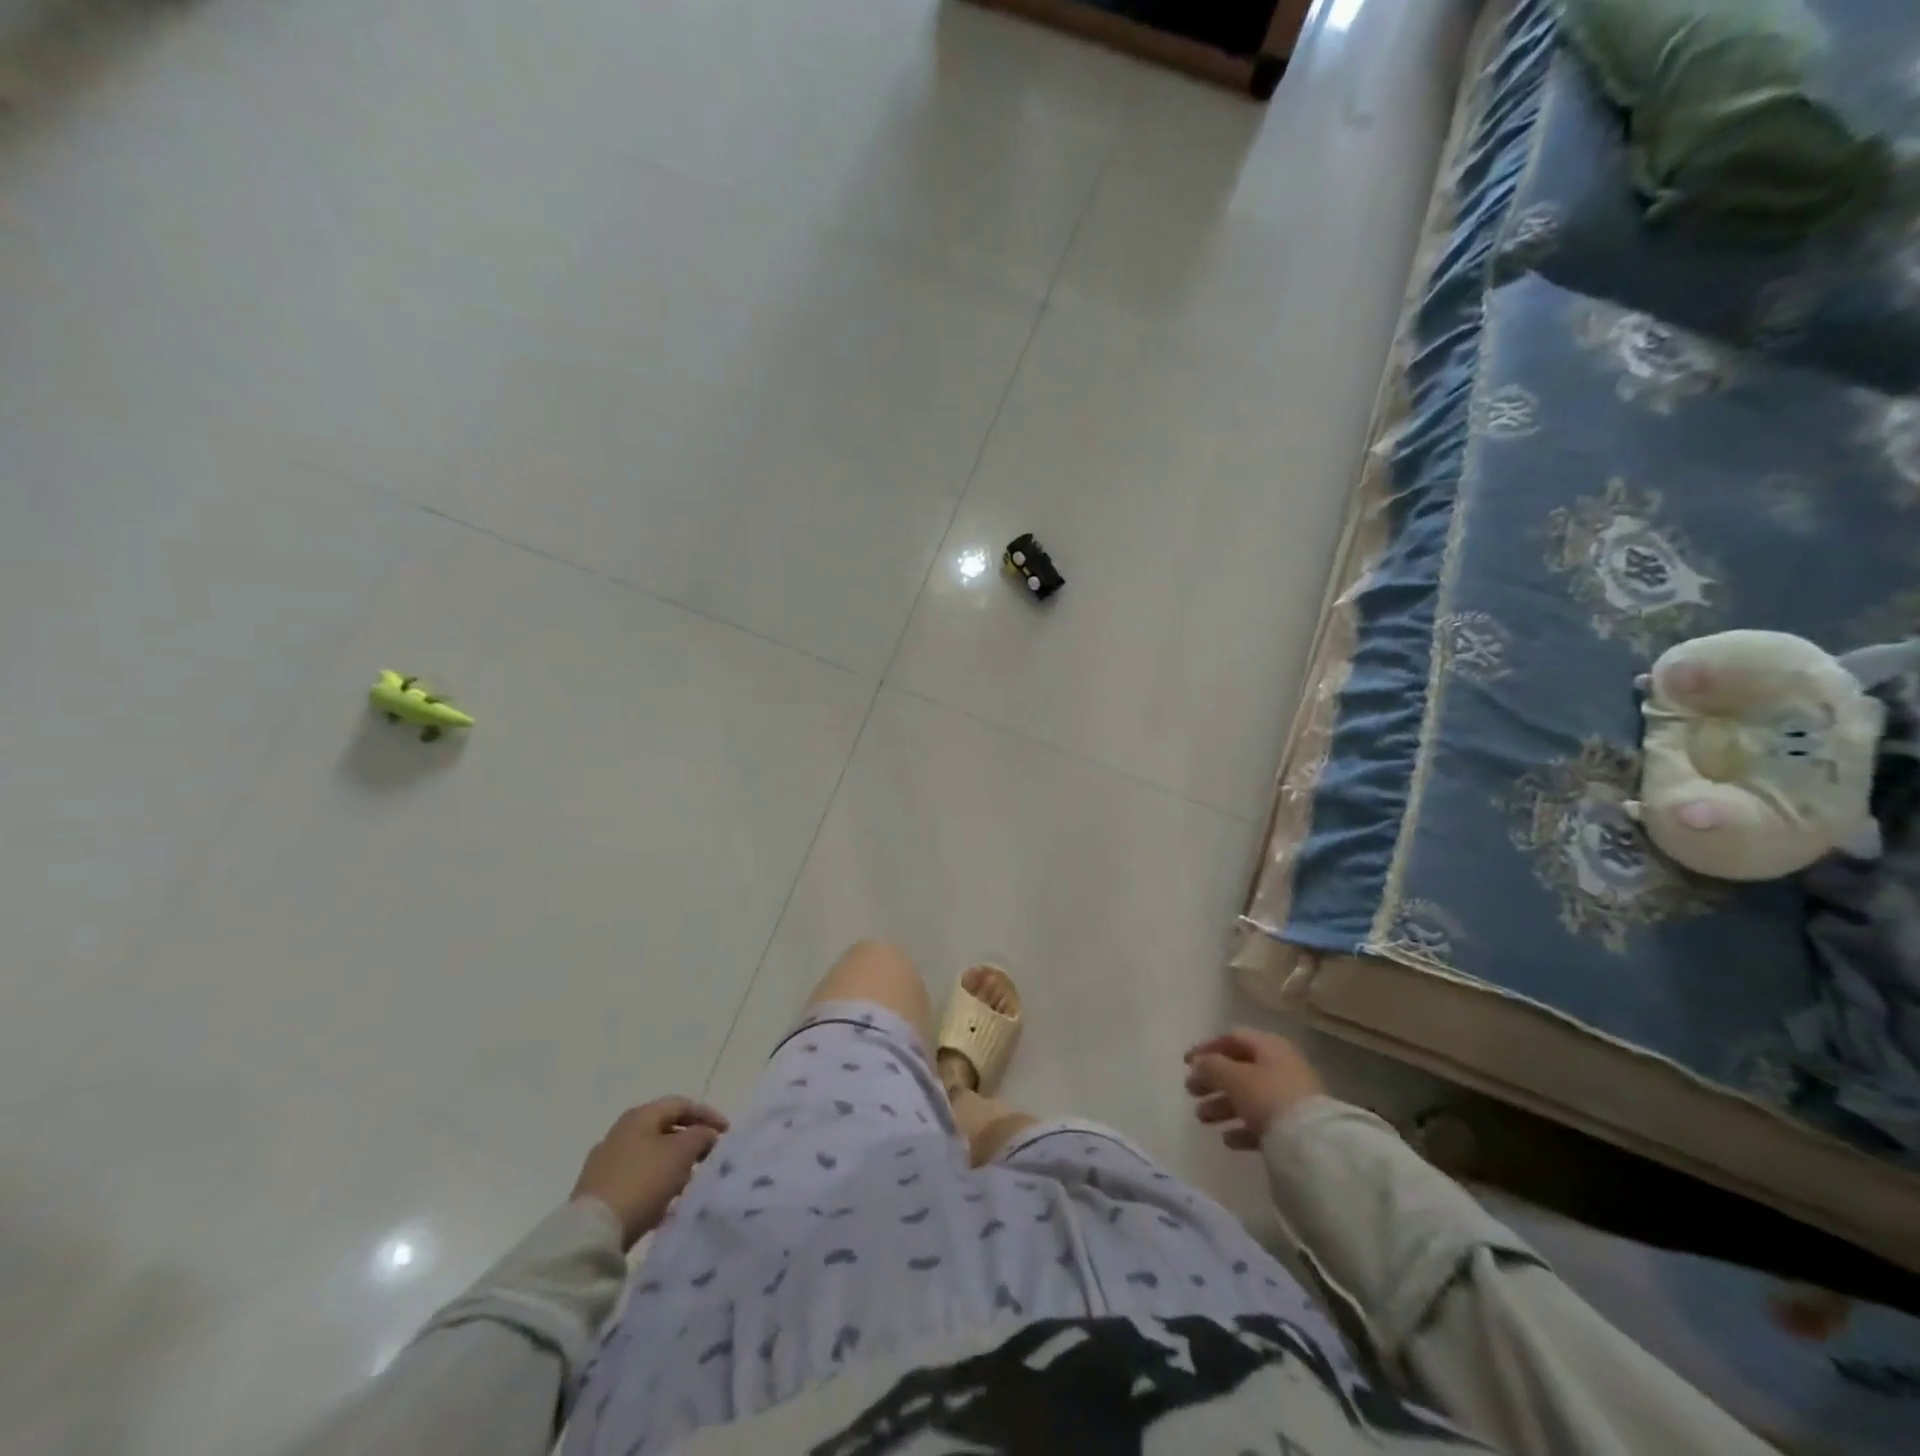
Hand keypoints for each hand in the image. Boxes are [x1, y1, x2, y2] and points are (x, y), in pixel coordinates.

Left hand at [570, 1097, 728, 1248]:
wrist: (592, 1233)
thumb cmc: (643, 1181)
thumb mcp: (682, 1153)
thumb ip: (701, 1136)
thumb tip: (706, 1135)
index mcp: (639, 1116)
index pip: (681, 1104)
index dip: (707, 1115)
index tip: (726, 1133)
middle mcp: (619, 1133)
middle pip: (664, 1129)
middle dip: (690, 1142)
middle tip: (708, 1158)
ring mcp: (605, 1162)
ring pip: (650, 1155)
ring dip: (673, 1165)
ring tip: (689, 1183)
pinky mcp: (598, 1191)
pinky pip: (636, 1178)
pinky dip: (655, 1183)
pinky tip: (664, 1202)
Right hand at [1184, 1029, 1324, 1150]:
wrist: (1312, 1142)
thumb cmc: (1267, 1096)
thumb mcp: (1233, 1077)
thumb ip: (1211, 1066)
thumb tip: (1199, 1062)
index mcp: (1269, 1046)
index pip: (1232, 1039)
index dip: (1207, 1048)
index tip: (1186, 1063)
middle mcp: (1281, 1066)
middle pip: (1239, 1069)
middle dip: (1212, 1080)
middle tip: (1190, 1091)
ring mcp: (1290, 1097)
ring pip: (1249, 1096)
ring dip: (1222, 1105)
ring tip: (1202, 1118)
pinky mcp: (1295, 1125)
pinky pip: (1263, 1121)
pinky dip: (1242, 1127)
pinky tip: (1228, 1140)